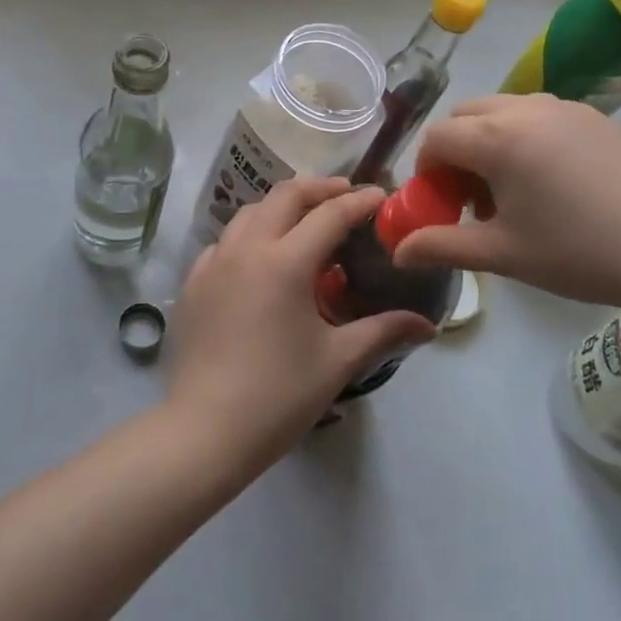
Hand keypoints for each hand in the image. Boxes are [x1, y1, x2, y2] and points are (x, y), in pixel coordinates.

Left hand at [167, 178, 435, 465]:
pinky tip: (261, 260)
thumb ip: (383, 331)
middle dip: (318, 189)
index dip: (358, 201)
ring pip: (250, 213)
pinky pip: (225, 241)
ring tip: (304, 222)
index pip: (329, 214)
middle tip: (344, 196)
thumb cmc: (279, 395)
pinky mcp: (192, 283)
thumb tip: (427, 325)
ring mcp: (213, 263)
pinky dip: (250, 235)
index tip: (380, 195)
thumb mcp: (338, 360)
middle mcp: (246, 249)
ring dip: (281, 207)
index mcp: (285, 262)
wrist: (204, 431)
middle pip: (284, 196)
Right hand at [393, 94, 620, 317]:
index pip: (437, 138)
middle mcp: (526, 108)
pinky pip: (539, 115)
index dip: (427, 172)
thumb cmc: (580, 252)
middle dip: (455, 151)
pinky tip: (551, 184)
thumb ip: (442, 247)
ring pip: (503, 110)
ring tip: (512, 193)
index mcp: (497, 137)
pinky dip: (523, 138)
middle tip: (471, 199)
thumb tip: (398, 252)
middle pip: (466, 116)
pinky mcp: (597, 118)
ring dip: (489, 142)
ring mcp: (566, 108)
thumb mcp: (503, 254)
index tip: (441, 207)